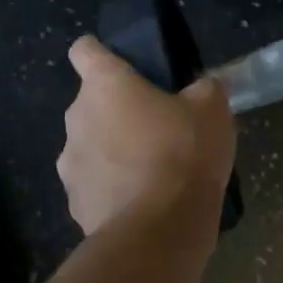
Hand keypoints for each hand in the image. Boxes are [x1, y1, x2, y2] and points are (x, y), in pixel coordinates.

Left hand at [59, 37, 236, 238]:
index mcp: (105, 85)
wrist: (158, 232)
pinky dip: (112, 187)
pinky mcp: (74, 203)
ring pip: (89, 143)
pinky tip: (142, 201)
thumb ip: (204, 88)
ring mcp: (70, 163)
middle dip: (117, 109)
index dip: (100, 52)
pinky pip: (93, 183)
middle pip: (91, 101)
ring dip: (112, 149)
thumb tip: (200, 88)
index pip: (84, 50)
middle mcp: (77, 117)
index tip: (123, 65)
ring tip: (150, 168)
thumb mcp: (212, 109)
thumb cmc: (182, 153)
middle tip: (156, 124)